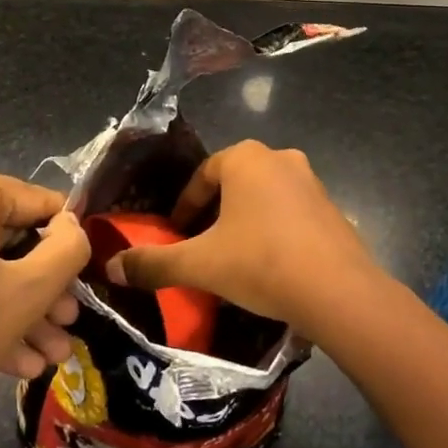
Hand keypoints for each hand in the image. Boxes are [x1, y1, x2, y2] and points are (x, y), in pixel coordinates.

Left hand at [0, 167, 89, 447]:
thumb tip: (73, 226)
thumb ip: (67, 249)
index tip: (85, 282)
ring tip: (50, 356)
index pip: (37, 202)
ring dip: (17, 309)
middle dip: (43, 287)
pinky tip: (14, 364)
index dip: (68, 241)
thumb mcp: (27, 293)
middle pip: (6, 238)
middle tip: (68, 324)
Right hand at [103, 141, 383, 336]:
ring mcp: (312, 181)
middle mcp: (281, 158)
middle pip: (235, 183)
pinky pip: (292, 214)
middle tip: (201, 247)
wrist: (336, 289)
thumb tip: (111, 267)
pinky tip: (270, 267)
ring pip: (265, 198)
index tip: (176, 234)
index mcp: (246, 158)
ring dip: (245, 222)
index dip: (185, 206)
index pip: (203, 175)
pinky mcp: (332, 208)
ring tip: (233, 260)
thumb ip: (154, 264)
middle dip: (215, 213)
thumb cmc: (260, 263)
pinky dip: (274, 232)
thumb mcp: (200, 265)